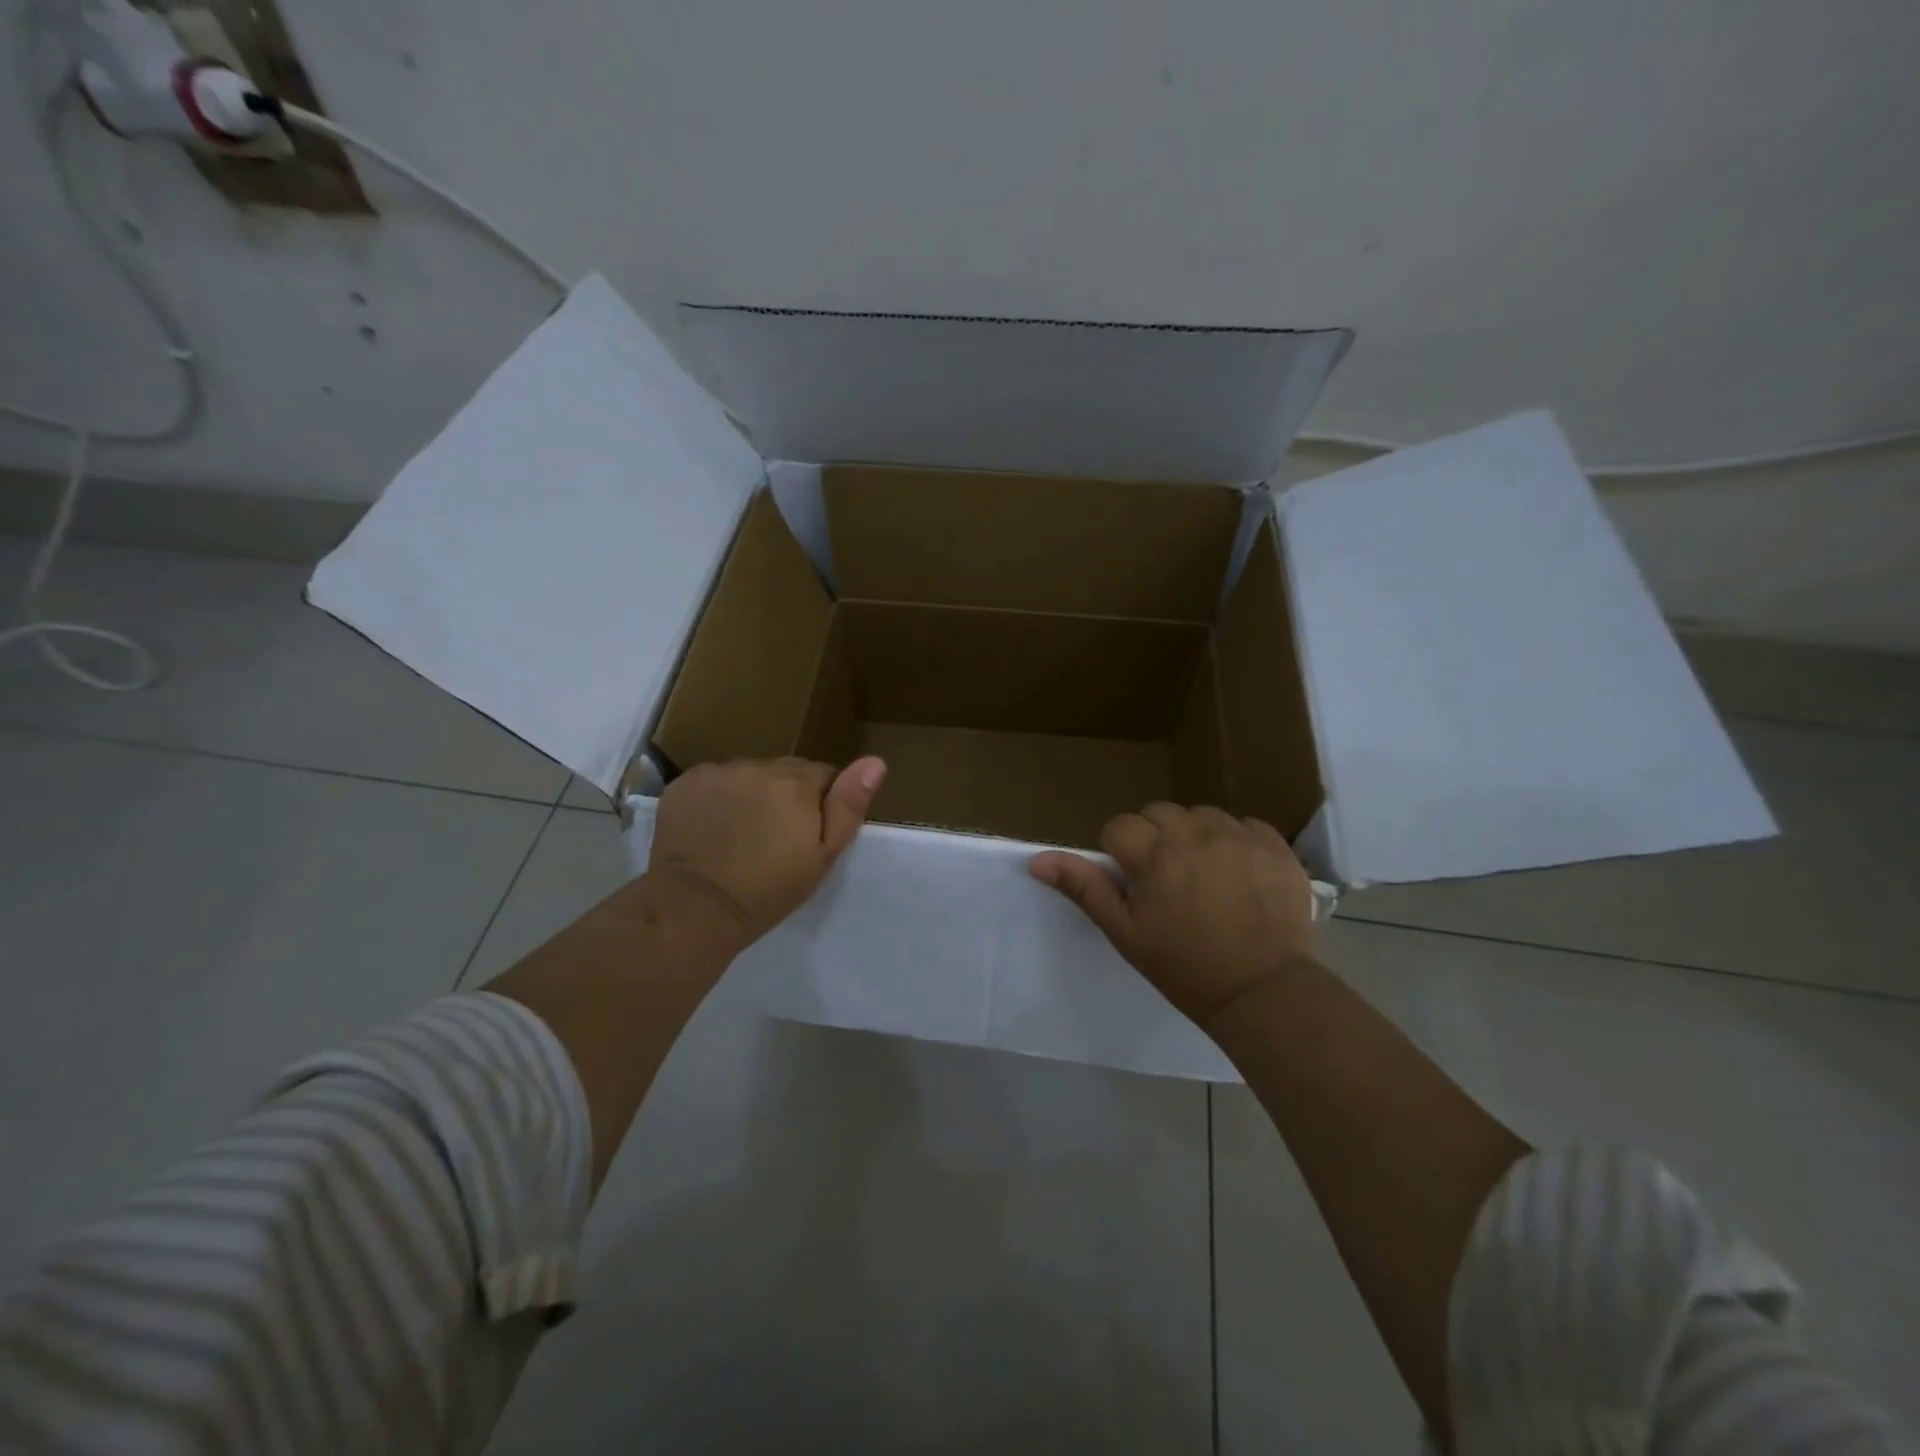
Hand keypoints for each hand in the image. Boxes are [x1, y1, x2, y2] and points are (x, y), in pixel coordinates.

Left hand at [647, 756, 886, 953]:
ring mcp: (719, 771)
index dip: (821, 804)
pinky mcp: (687, 782)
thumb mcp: (822, 857)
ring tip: (743, 833)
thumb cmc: (768, 890)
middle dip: (788, 795)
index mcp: (798, 783)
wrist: (695, 907)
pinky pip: (716, 780)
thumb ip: (848, 806)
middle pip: (787, 771)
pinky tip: (713, 826)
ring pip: (751, 774)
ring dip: (754, 793)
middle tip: (776, 837)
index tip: (808, 835)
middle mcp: (759, 767)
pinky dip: (719, 796)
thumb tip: (875, 761)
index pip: (825, 775)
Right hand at [1030, 804, 1315, 1030]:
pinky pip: (1244, 824)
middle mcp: (1196, 835)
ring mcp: (1239, 837)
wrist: (1261, 992)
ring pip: (1201, 815)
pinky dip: (1236, 841)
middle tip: (1167, 880)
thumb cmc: (1183, 966)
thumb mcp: (1125, 932)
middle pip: (1159, 813)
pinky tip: (1238, 873)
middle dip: (1155, 839)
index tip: (1135, 884)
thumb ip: (1084, 888)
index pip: (1120, 827)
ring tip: (1205, 875)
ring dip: (1195, 836)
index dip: (1121, 853)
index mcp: (1155, 856)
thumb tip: (1036, 860)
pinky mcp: (1275, 846)